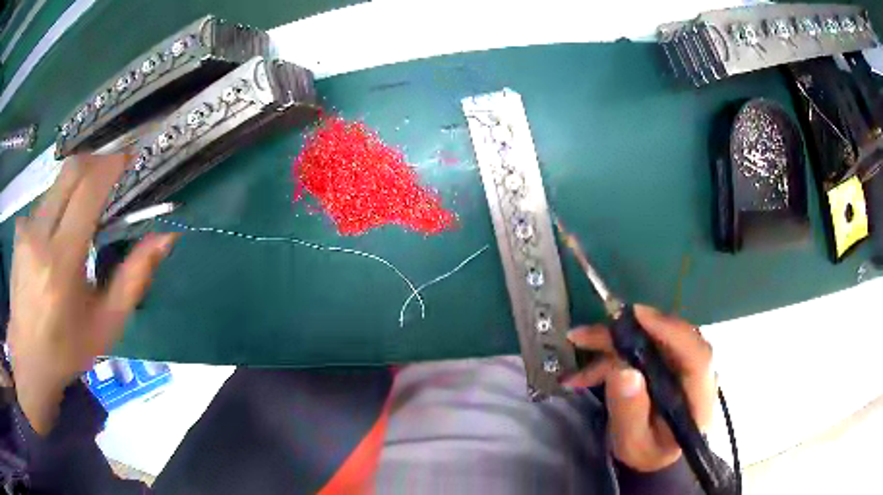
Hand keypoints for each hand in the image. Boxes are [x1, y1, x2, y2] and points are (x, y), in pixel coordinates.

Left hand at [7, 154, 177, 434]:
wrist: (28, 360)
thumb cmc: (68, 348)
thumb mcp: (107, 323)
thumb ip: (134, 277)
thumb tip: (165, 237)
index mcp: (61, 262)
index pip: (88, 189)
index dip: (112, 165)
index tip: (131, 159)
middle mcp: (39, 235)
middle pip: (71, 171)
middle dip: (97, 162)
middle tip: (113, 174)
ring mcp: (25, 229)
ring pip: (57, 182)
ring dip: (77, 184)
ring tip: (86, 210)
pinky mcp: (18, 230)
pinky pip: (44, 200)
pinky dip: (59, 203)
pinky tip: (59, 231)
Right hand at [565, 305, 714, 472]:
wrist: (657, 456)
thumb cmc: (648, 454)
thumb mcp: (634, 444)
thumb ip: (630, 413)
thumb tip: (623, 370)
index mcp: (698, 397)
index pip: (696, 355)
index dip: (670, 330)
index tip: (637, 315)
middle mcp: (695, 373)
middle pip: (670, 339)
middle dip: (628, 331)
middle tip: (589, 332)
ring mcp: (681, 365)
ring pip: (652, 340)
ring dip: (614, 341)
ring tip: (578, 341)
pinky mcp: (667, 363)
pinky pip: (641, 349)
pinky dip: (612, 354)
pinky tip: (584, 370)